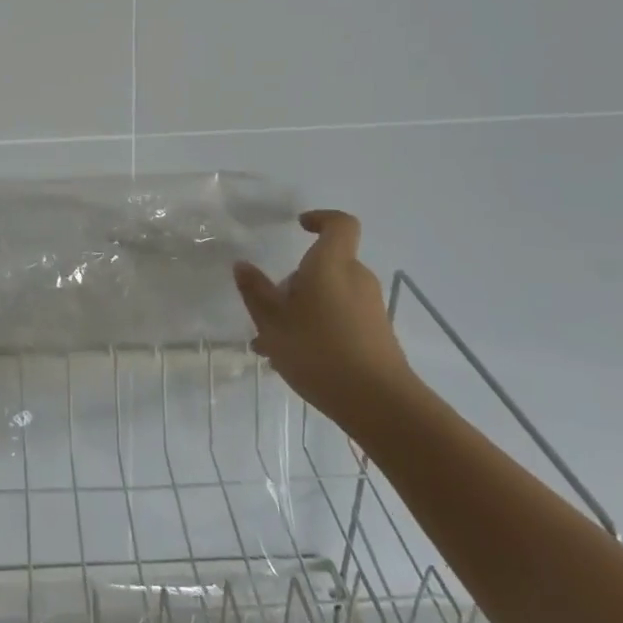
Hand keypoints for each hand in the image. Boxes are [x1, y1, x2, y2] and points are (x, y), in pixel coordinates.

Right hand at [233, 210, 416, 427]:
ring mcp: (370, 308)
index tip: (300, 226)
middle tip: (267, 311)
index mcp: (331, 265)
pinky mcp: (377, 335)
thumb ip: (255, 291)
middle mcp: (356, 278)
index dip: (321, 219)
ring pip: (329, 296)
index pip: (339, 224)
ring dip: (302, 310)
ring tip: (273, 345)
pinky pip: (341, 318)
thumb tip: (243, 265)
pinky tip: (295, 360)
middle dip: (295, 282)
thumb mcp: (272, 322)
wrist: (380, 404)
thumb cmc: (319, 350)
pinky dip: (319, 328)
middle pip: (325, 265)